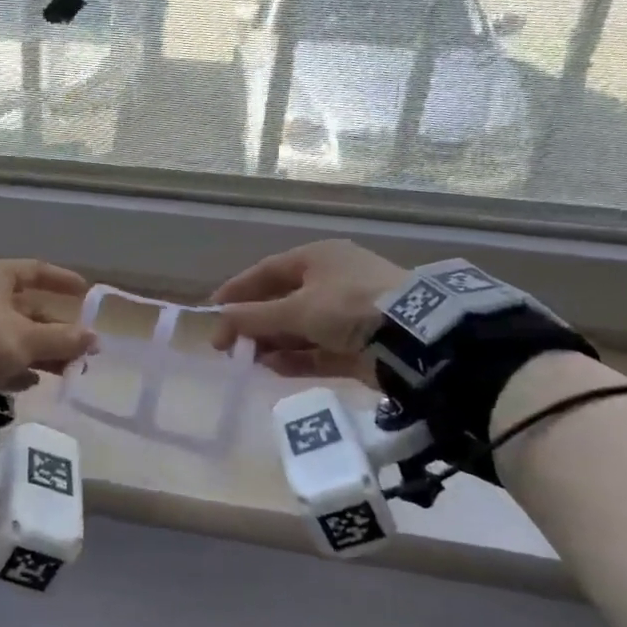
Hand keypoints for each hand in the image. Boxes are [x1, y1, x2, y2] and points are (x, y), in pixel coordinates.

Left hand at [0, 259, 96, 392]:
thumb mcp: (28, 339)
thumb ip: (64, 339)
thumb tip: (95, 338)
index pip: (34, 270)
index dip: (61, 280)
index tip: (85, 292)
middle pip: (26, 309)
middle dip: (55, 330)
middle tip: (80, 348)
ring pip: (11, 334)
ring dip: (39, 351)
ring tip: (64, 371)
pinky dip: (13, 365)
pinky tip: (28, 382)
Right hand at [209, 240, 408, 378]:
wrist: (414, 337)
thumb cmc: (349, 306)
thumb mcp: (296, 309)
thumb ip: (254, 317)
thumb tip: (219, 324)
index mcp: (317, 259)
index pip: (266, 271)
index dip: (237, 290)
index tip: (212, 311)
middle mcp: (331, 282)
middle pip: (280, 302)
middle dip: (252, 323)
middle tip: (227, 344)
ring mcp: (346, 315)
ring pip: (297, 329)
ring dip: (270, 343)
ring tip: (246, 359)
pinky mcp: (357, 345)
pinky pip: (316, 350)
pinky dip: (294, 358)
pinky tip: (271, 368)